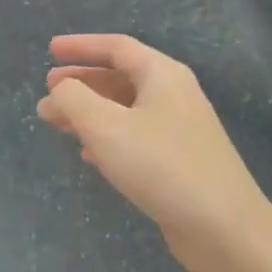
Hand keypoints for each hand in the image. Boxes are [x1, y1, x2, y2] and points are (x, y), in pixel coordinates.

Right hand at [37, 35, 271, 271]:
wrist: (222, 226)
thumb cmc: (160, 166)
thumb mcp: (105, 127)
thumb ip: (73, 100)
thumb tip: (59, 91)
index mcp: (162, 75)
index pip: (116, 47)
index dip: (81, 46)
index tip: (50, 50)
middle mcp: (174, 94)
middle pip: (121, 77)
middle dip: (82, 82)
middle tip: (49, 91)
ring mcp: (179, 129)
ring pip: (126, 109)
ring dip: (90, 112)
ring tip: (58, 124)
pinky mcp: (179, 161)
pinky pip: (136, 137)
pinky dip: (108, 138)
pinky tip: (89, 155)